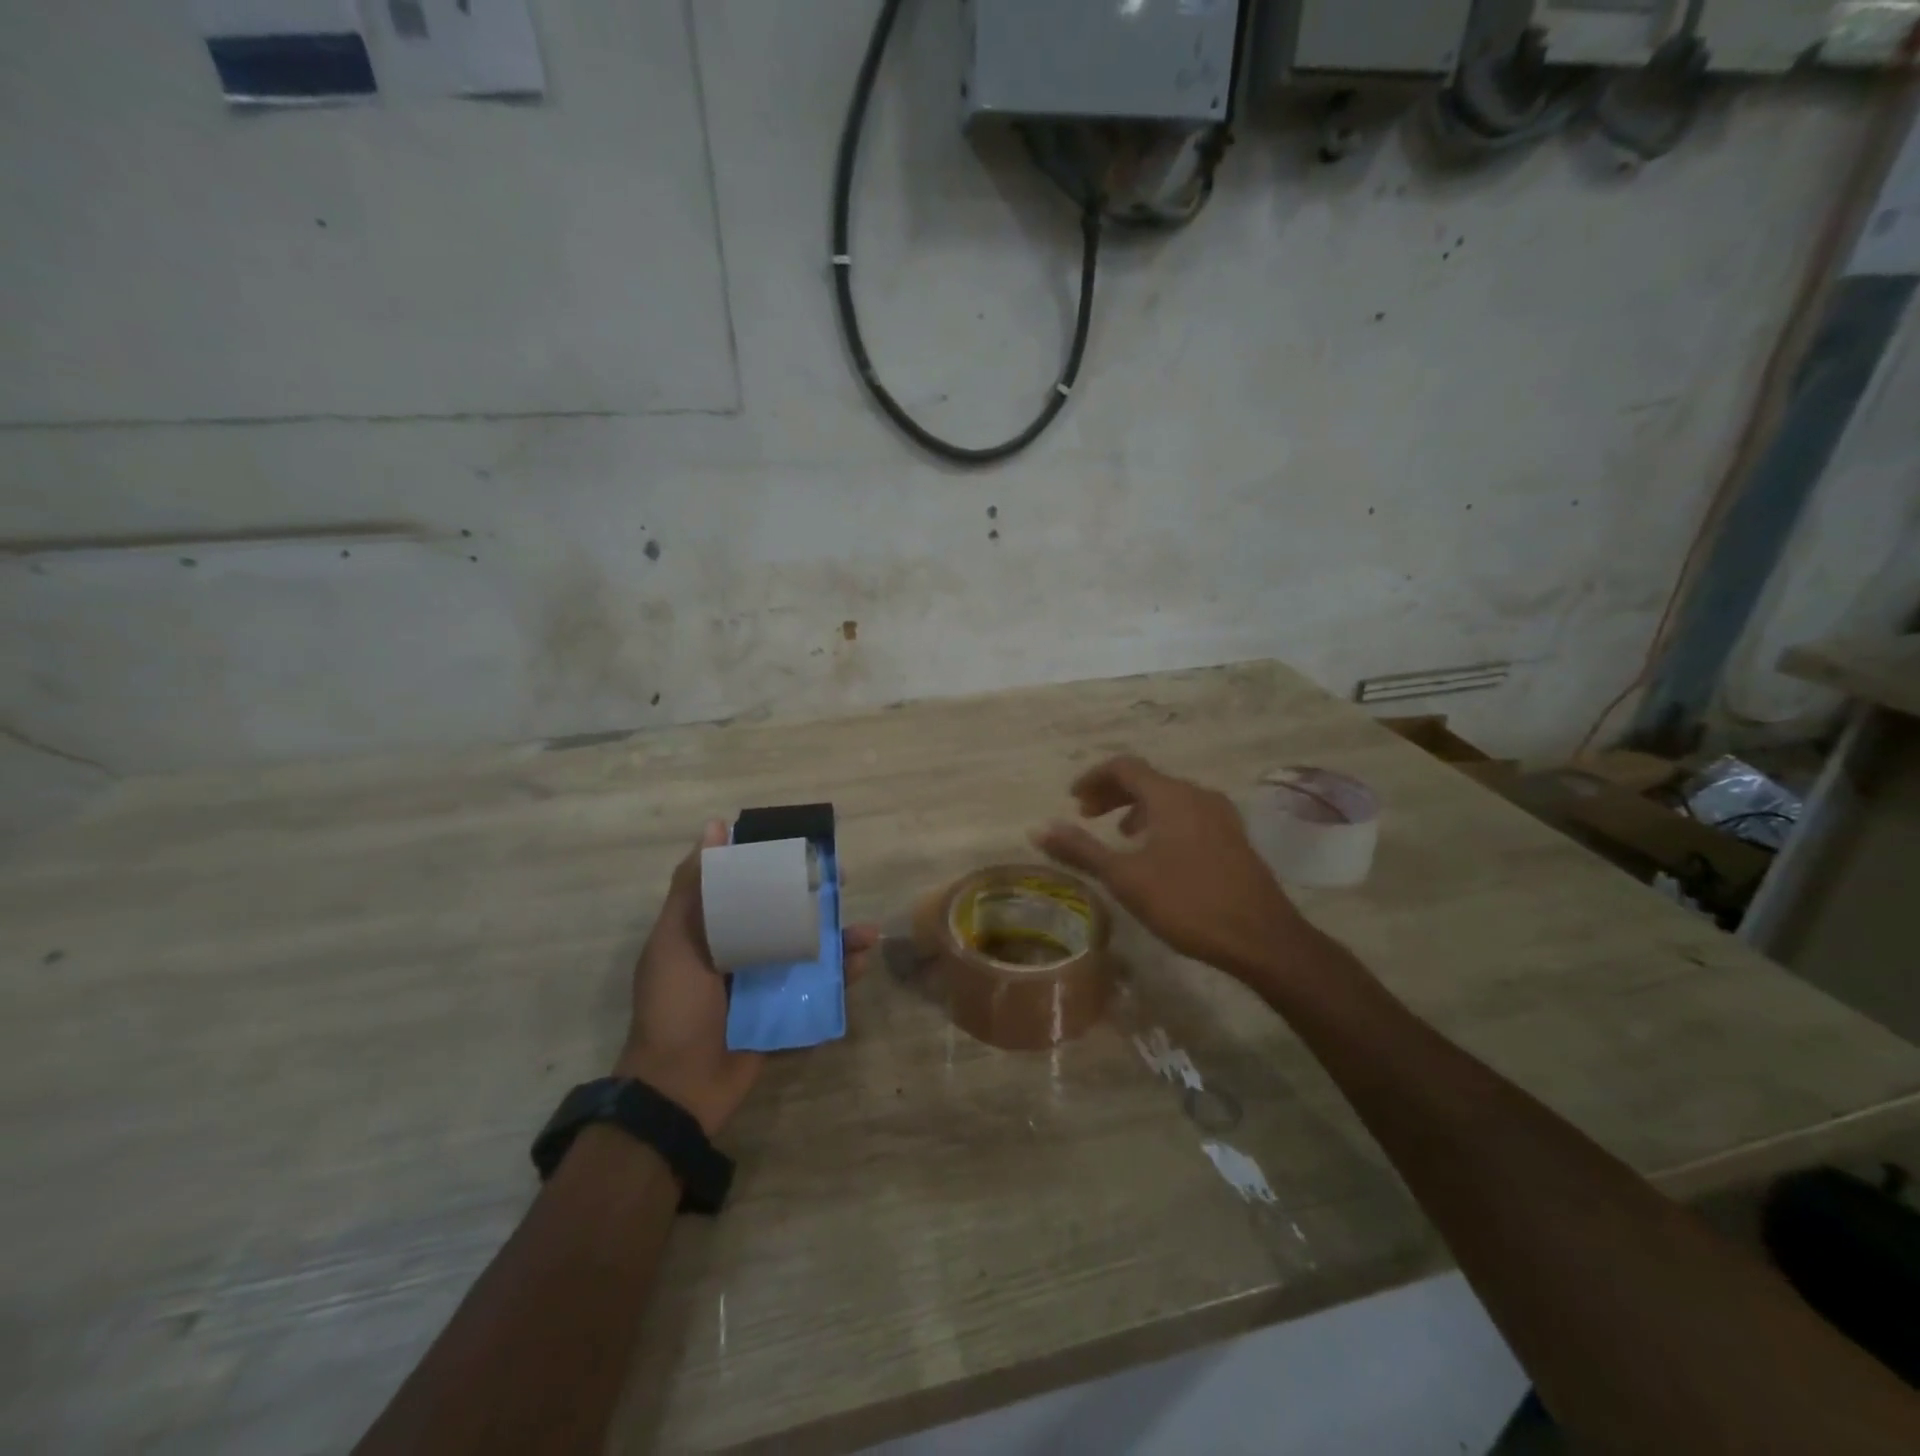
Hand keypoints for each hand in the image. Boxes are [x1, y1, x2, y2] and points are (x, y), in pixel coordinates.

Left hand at [614, 821, 879, 1137]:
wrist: (678, 1088)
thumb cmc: (674, 1006)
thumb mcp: (675, 940)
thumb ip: (693, 887)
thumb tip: (715, 826)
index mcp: (714, 930)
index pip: (750, 885)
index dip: (778, 864)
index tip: (804, 848)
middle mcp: (742, 951)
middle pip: (786, 914)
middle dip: (817, 899)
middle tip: (843, 885)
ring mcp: (765, 984)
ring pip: (809, 950)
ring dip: (839, 938)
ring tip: (865, 932)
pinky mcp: (784, 1013)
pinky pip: (818, 989)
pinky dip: (841, 976)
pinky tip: (860, 963)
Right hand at [1033, 755, 1308, 981]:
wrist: (1262, 938)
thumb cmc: (1187, 903)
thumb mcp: (1125, 878)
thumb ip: (1081, 850)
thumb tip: (1037, 829)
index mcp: (1170, 796)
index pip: (1124, 767)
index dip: (1093, 778)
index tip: (1072, 800)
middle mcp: (1197, 795)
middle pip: (1147, 780)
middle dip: (1112, 793)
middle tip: (1086, 815)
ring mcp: (1221, 815)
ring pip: (1169, 797)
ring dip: (1137, 807)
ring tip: (1118, 834)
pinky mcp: (1233, 837)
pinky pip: (1188, 814)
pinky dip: (1162, 820)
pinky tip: (1157, 853)